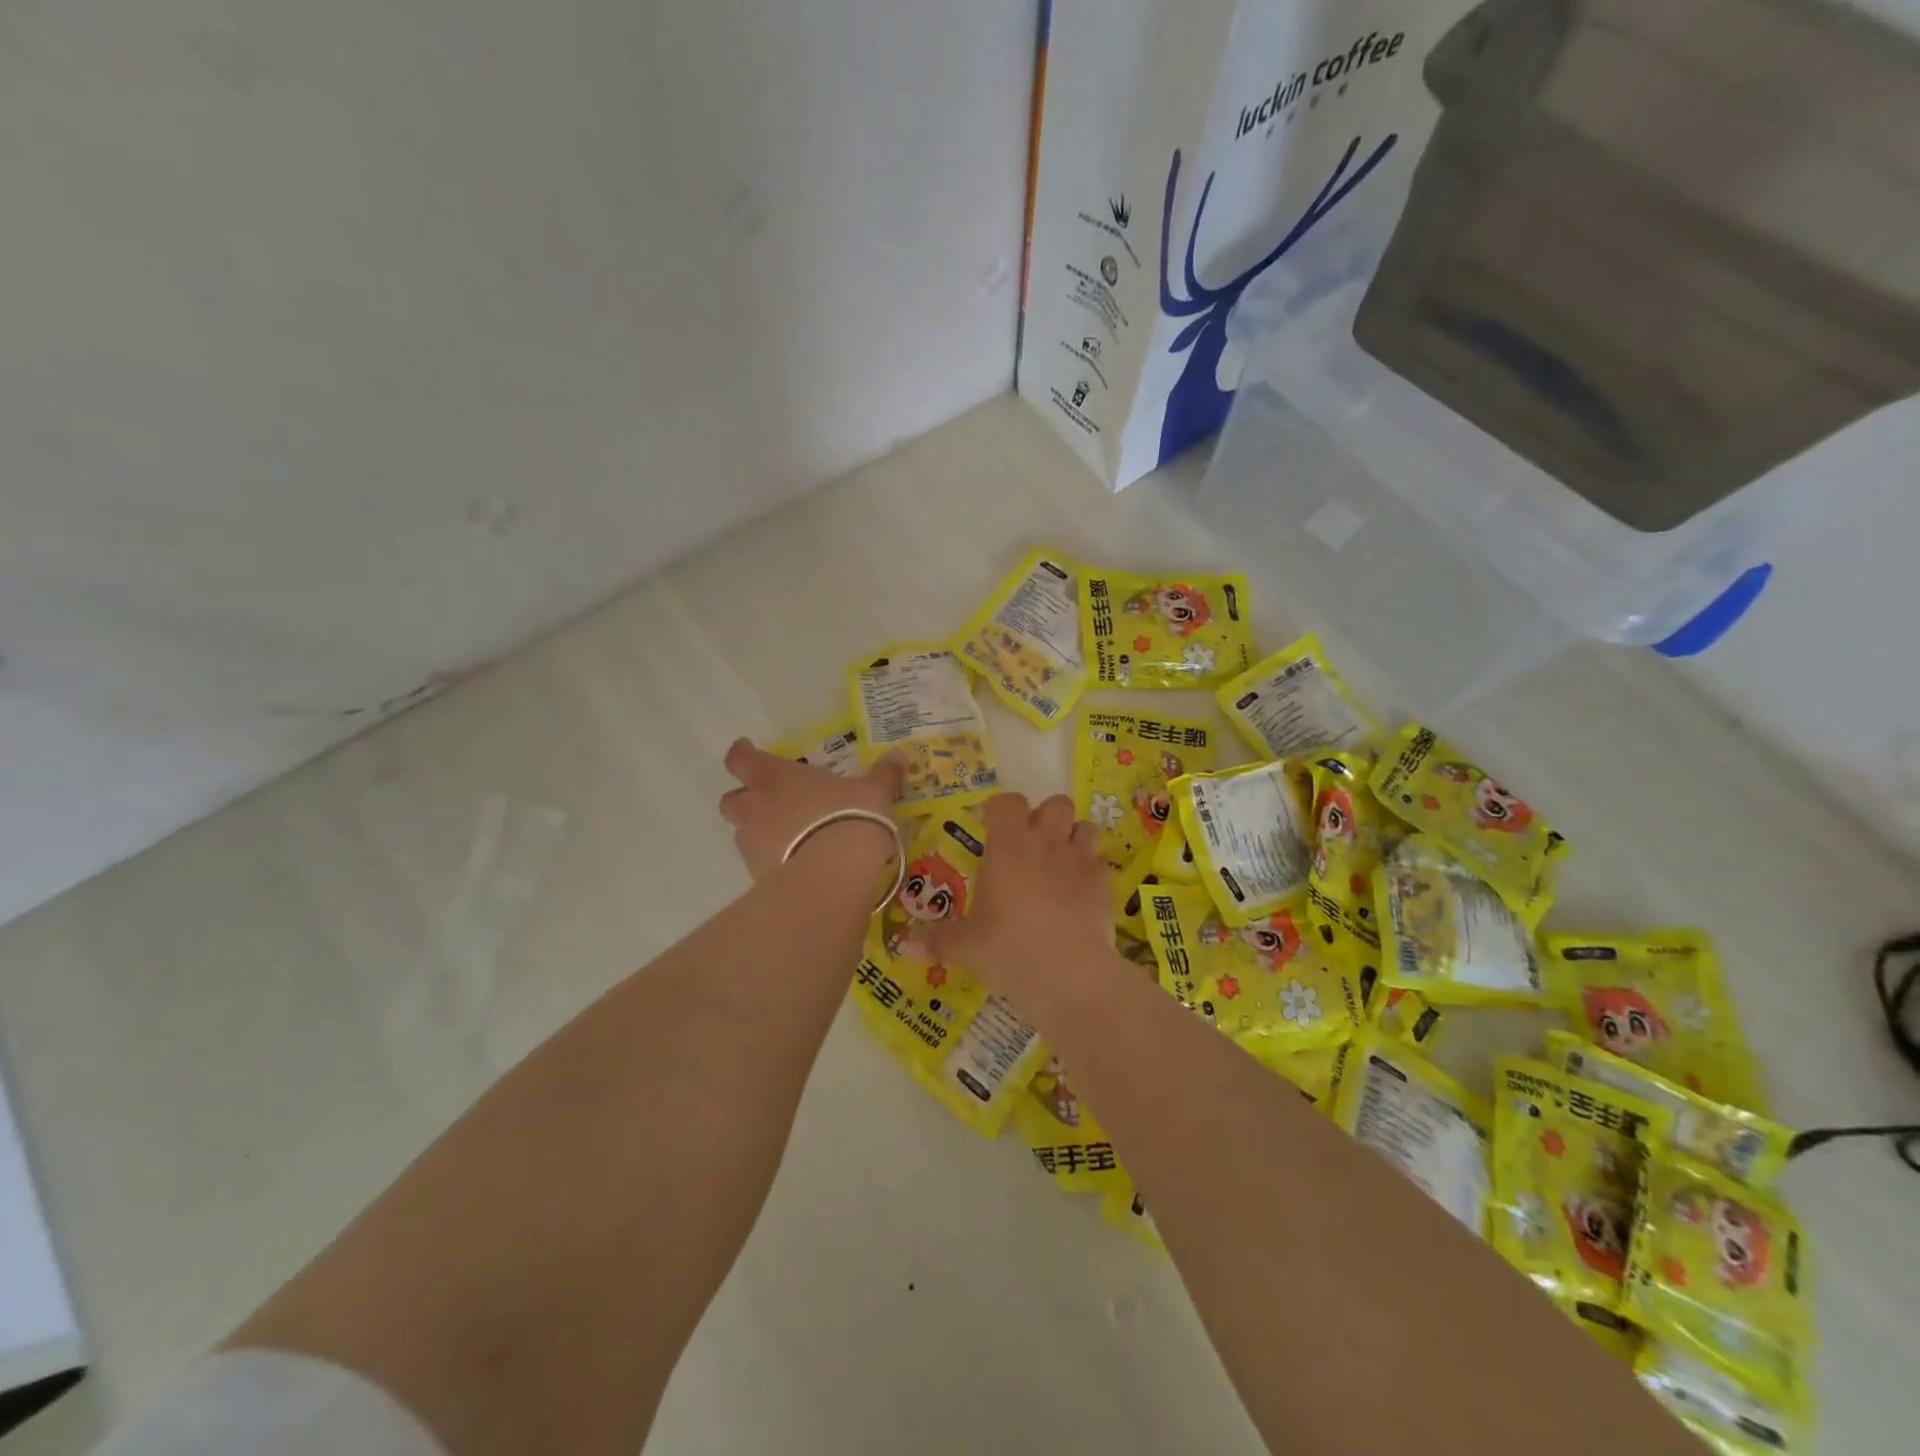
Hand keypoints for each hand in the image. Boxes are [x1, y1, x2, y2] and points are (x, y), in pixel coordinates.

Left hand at [718, 739, 903, 881]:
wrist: (833, 875)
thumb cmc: (849, 816)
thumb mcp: (874, 792)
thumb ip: (884, 775)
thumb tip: (900, 757)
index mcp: (774, 776)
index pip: (740, 758)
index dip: (742, 753)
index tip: (747, 750)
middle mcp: (754, 806)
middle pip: (732, 799)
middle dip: (746, 799)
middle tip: (770, 801)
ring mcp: (751, 843)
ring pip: (742, 832)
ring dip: (758, 831)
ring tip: (788, 837)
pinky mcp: (757, 876)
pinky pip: (758, 862)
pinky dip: (771, 860)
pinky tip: (797, 863)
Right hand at [925, 793, 1112, 1007]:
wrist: (1071, 975)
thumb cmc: (1010, 950)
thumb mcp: (965, 948)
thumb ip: (937, 941)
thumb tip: (907, 947)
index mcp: (1008, 846)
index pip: (1007, 802)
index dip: (998, 809)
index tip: (988, 827)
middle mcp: (1046, 843)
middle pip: (1054, 803)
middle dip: (1043, 816)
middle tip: (1028, 844)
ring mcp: (1080, 860)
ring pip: (1084, 825)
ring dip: (1072, 835)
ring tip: (1058, 860)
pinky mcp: (1104, 884)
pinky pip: (1100, 860)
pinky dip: (1090, 867)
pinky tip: (1079, 890)